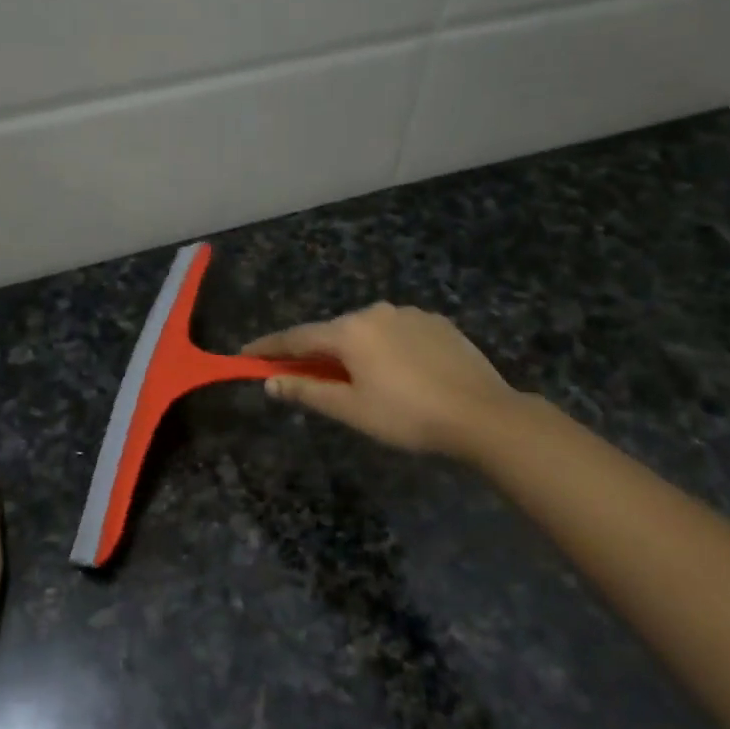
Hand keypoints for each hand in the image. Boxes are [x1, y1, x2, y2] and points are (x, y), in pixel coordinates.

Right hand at [244, 304, 523, 459]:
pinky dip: (385, 348)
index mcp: (350, 331)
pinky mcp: (437, 322)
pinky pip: (397, 332)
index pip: (297, 337)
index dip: (269, 348)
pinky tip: (398, 372)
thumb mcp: (351, 410)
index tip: (246, 355)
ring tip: (359, 380)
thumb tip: (271, 383)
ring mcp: (410, 314)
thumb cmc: (407, 416)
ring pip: (367, 331)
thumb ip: (307, 392)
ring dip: (353, 350)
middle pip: (333, 332)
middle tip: (303, 376)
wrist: (483, 414)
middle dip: (315, 352)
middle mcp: (376, 312)